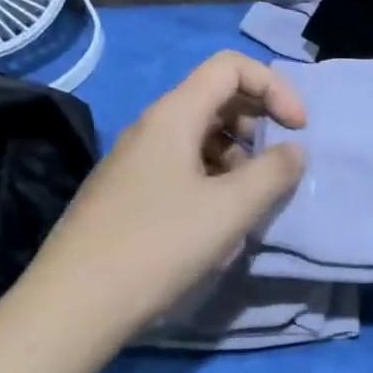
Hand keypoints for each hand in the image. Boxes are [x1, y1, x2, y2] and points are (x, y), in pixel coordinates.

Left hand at [19, 52, 306, 352]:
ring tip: (252, 197)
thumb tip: (293, 151)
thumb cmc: (159, 246)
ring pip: (202, 135)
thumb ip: (274, 172)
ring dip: (239, 154)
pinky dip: (215, 177)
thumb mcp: (231, 208)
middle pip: (217, 97)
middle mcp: (153, 127)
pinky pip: (184, 165)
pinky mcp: (131, 192)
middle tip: (278, 162)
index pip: (231, 67)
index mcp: (174, 115)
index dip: (274, 87)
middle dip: (259, 120)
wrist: (74, 305)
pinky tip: (220, 218)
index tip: (298, 128)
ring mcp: (137, 160)